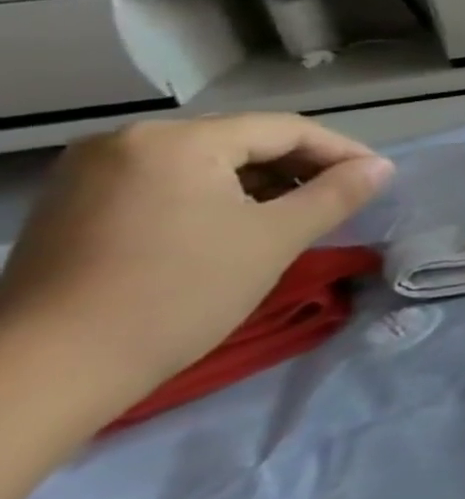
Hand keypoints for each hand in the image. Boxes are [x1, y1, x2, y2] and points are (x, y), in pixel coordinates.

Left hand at [0, 115, 392, 410]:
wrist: (49, 369)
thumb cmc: (179, 292)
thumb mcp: (275, 239)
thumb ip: (336, 194)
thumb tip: (381, 167)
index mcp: (176, 140)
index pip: (284, 129)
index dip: (341, 151)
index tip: (378, 178)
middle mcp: (127, 141)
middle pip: (241, 141)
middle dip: (299, 167)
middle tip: (343, 198)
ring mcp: (92, 173)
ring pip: (205, 163)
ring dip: (259, 184)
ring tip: (297, 215)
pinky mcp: (75, 205)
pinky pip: (167, 183)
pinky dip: (215, 198)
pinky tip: (237, 227)